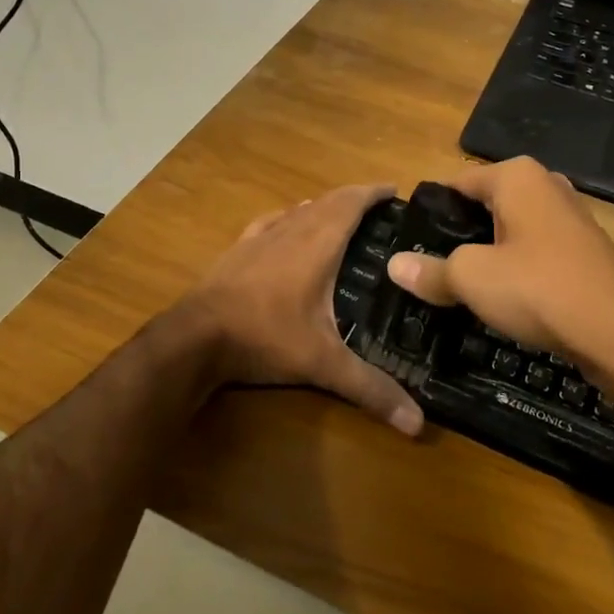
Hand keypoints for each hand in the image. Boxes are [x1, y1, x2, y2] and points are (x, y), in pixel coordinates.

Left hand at [184, 184, 423, 436]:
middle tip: (379, 209)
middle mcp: (292, 230)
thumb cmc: (265, 337)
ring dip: (324, 206)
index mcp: (318, 244)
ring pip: (300, 209)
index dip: (373, 192)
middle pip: (328, 201)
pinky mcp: (239, 248)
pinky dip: (291, 217)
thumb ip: (370, 388)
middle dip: (354, 198)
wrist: (195, 337)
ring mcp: (261, 236)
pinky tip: (290, 224)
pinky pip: (272, 220)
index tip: (395, 190)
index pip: (351, 203)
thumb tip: (418, 423)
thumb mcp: (322, 364)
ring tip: (343, 217)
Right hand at [384, 158, 613, 386]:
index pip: (456, 184)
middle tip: (432, 268)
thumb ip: (431, 271)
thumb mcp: (472, 279)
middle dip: (461, 234)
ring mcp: (572, 217)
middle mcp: (546, 185)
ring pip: (513, 230)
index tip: (410, 244)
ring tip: (463, 286)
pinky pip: (538, 251)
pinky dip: (519, 269)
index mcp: (516, 175)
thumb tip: (393, 266)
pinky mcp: (587, 250)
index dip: (431, 213)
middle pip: (485, 206)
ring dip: (490, 254)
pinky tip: (507, 298)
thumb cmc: (539, 289)